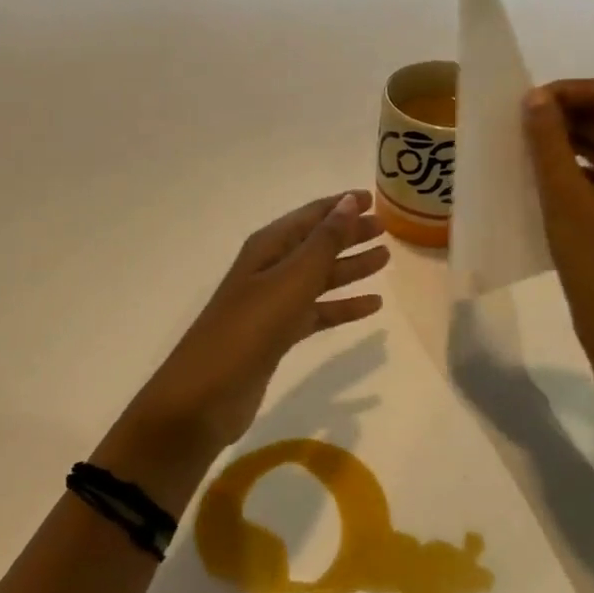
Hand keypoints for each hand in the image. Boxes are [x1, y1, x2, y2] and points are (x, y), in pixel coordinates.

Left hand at [104, 192, 388, 493]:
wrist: (206, 394)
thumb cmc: (249, 328)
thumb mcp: (290, 280)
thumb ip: (324, 242)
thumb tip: (350, 201)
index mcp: (267, 248)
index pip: (309, 216)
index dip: (340, 206)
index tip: (373, 198)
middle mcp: (269, 270)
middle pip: (316, 244)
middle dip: (349, 235)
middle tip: (386, 229)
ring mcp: (272, 304)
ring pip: (319, 278)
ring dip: (349, 268)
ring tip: (385, 258)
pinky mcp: (277, 336)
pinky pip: (317, 312)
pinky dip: (342, 307)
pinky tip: (372, 306)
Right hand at [523, 80, 593, 370]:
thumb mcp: (565, 196)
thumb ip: (549, 141)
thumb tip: (535, 97)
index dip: (568, 92)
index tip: (526, 103)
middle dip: (570, 114)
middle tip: (521, 123)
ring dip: (574, 139)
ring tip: (529, 144)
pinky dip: (584, 164)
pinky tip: (548, 172)